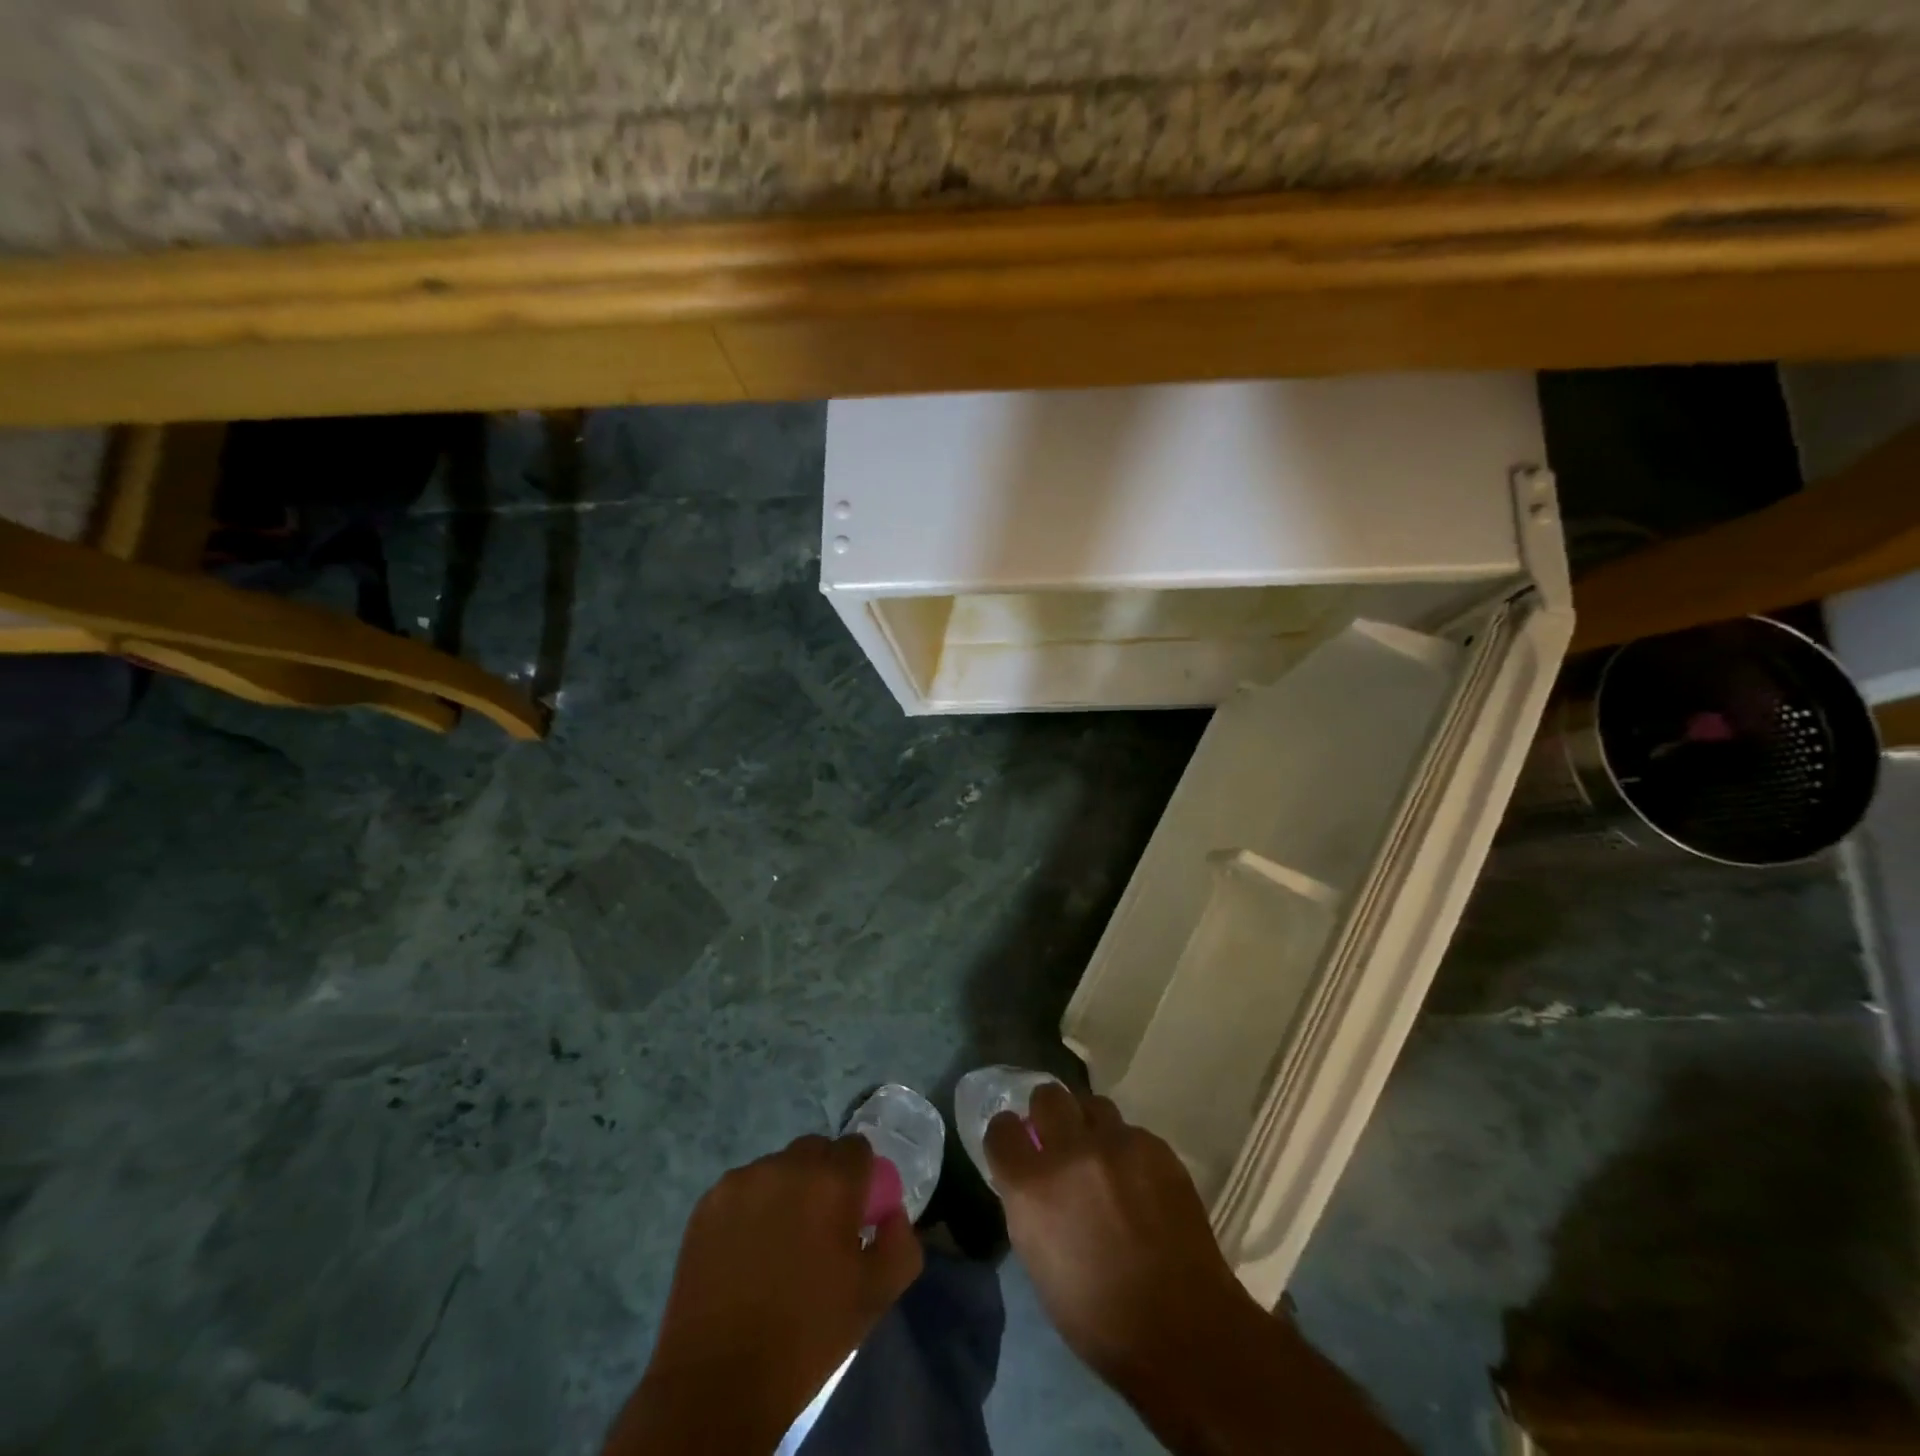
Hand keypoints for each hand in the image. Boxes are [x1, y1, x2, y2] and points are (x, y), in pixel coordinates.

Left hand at [605, 1134, 922, 1454]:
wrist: (718, 1382)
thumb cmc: (807, 1337)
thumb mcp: (875, 1297)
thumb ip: (901, 1245)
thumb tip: (893, 1214)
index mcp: (832, 1182)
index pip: (857, 1149)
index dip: (860, 1178)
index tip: (854, 1215)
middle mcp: (787, 1166)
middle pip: (816, 1151)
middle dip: (824, 1179)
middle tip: (819, 1229)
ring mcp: (743, 1180)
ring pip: (778, 1168)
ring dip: (786, 1191)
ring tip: (778, 1244)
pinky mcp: (708, 1201)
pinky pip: (743, 1188)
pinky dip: (751, 1207)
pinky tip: (746, 1250)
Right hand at [984, 1083, 1261, 1384]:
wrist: (1182, 1330)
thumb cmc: (1098, 1317)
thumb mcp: (1039, 1263)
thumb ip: (1029, 1206)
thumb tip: (1029, 1178)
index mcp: (1032, 1187)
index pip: (1002, 1129)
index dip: (1007, 1135)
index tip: (1016, 1144)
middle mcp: (1070, 1152)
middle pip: (1048, 1096)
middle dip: (1048, 1113)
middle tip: (1058, 1137)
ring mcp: (1117, 1144)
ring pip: (1093, 1104)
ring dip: (1089, 1124)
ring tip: (1100, 1154)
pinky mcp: (1156, 1147)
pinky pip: (1131, 1132)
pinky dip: (1127, 1149)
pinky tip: (1139, 1181)